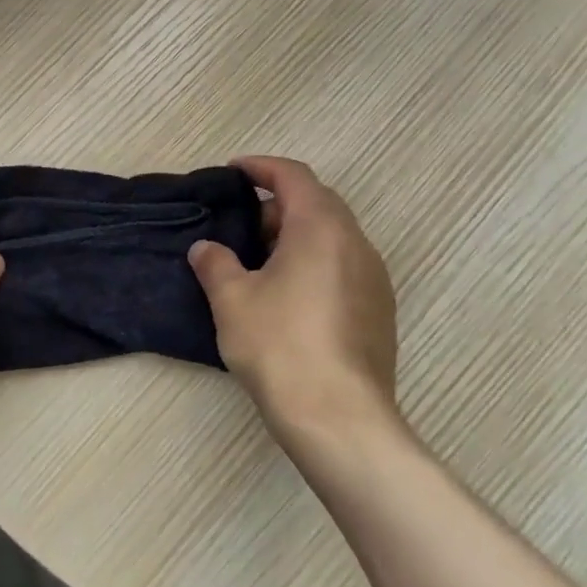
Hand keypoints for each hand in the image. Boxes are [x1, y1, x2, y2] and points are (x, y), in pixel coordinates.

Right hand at [188, 156, 404, 445]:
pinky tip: (288, 297)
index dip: (261, 167)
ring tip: (259, 264)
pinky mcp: (380, 310)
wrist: (340, 419)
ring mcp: (374, 278)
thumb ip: (215, 264)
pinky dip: (314, 263)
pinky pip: (343, 266)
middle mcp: (356, 243)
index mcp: (321, 227)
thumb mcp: (232, 300)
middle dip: (277, 206)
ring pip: (332, 236)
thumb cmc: (281, 346)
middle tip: (241, 227)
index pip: (293, 176)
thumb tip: (206, 249)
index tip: (233, 172)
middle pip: (317, 203)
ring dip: (296, 236)